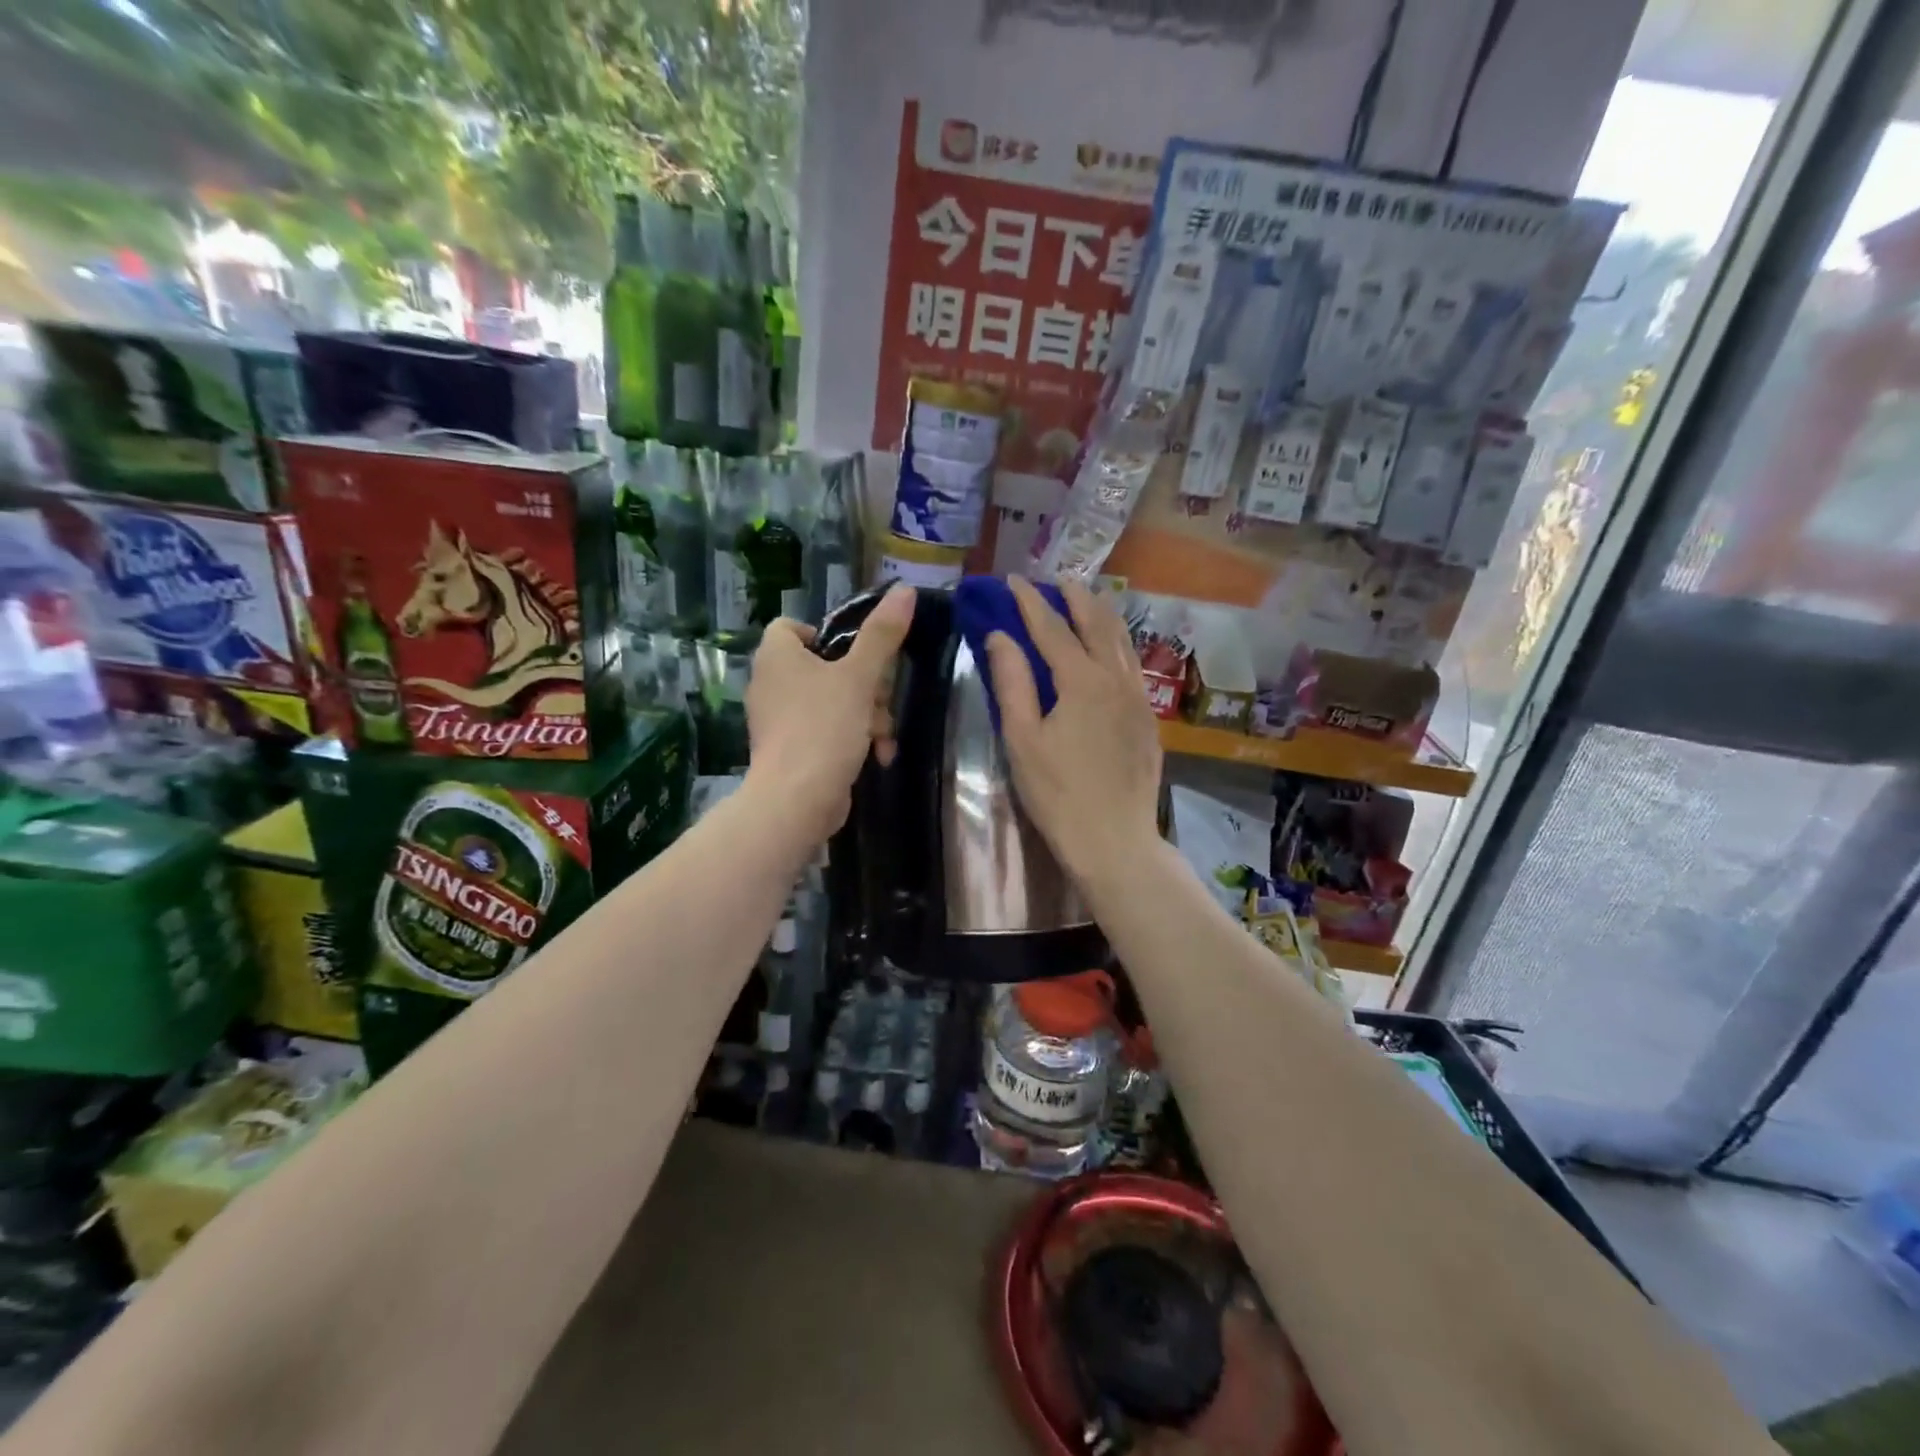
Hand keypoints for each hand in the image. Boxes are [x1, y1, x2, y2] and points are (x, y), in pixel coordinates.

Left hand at [745, 584, 914, 843]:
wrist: (797, 801)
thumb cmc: (823, 728)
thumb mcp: (859, 677)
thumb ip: (882, 635)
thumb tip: (904, 590)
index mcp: (776, 656)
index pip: (791, 626)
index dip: (826, 634)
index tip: (857, 654)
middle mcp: (770, 683)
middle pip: (825, 666)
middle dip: (865, 686)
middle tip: (882, 701)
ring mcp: (779, 720)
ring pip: (832, 702)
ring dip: (867, 716)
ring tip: (883, 737)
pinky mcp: (791, 751)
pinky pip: (827, 732)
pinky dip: (852, 739)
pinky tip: (877, 756)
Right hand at [986, 576, 1162, 887]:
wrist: (1114, 839)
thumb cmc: (1057, 793)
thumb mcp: (1022, 739)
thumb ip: (1012, 683)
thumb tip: (1000, 636)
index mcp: (1081, 681)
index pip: (1051, 629)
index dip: (1029, 603)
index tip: (1012, 580)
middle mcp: (1115, 679)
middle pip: (1095, 625)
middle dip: (1074, 598)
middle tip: (1056, 580)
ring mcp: (1138, 698)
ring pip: (1122, 642)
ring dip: (1101, 615)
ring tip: (1087, 599)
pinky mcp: (1148, 718)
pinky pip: (1134, 665)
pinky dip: (1119, 643)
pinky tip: (1113, 647)